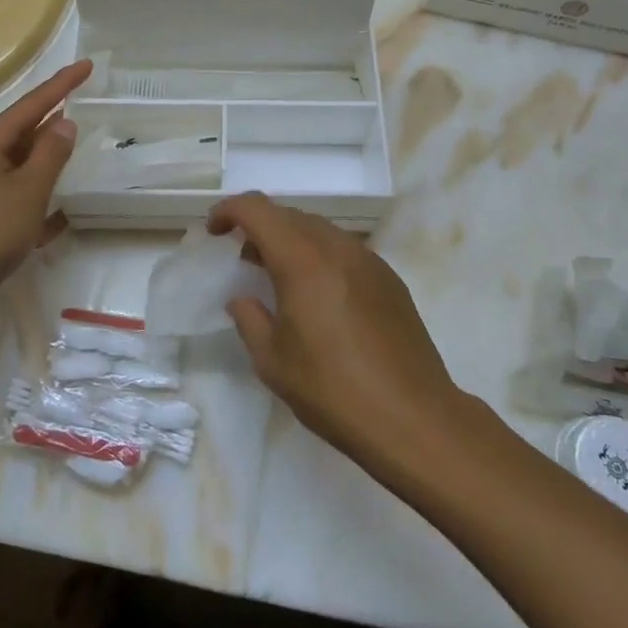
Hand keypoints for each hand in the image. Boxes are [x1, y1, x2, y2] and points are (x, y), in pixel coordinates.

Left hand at [0, 60, 92, 323]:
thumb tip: (64, 122)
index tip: (87, 65)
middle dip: (53, 117)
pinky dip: (39, 197)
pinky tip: (60, 215)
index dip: (62, 84)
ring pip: (21, 163)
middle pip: (24, 130)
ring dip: (48, 157)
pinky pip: (18, 195)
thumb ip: (50, 154)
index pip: (32, 104)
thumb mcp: (29, 189)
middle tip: (83, 99)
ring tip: (75, 147)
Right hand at [209, 193, 461, 471]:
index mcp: (302, 260)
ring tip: (280, 278)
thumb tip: (242, 299)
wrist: (413, 417)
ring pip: (319, 230)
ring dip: (292, 242)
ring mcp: (369, 260)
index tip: (214, 231)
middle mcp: (337, 247)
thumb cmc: (333, 390)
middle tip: (244, 260)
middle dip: (260, 227)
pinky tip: (319, 296)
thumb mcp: (273, 362)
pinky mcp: (389, 279)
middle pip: (290, 215)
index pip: (258, 209)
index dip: (230, 210)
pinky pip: (344, 250)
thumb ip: (249, 319)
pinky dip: (320, 257)